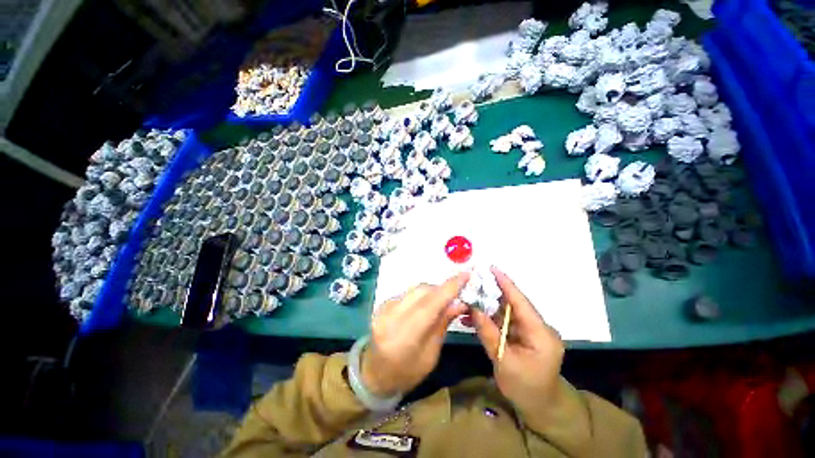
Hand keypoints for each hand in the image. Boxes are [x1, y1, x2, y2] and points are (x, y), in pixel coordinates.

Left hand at [361, 273, 469, 397]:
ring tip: (444, 299)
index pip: (431, 304)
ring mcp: (384, 308)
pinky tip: (427, 304)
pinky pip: (408, 293)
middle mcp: (391, 317)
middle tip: (458, 292)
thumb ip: (442, 325)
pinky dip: (421, 295)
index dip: (449, 288)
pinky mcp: (382, 304)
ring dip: (433, 291)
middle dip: (442, 289)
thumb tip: (460, 302)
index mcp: (404, 337)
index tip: (466, 275)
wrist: (374, 373)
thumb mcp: (431, 356)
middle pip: (422, 292)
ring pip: (415, 289)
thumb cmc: (406, 373)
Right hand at [471, 267, 564, 427]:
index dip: (506, 284)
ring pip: (507, 311)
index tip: (491, 268)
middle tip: (473, 281)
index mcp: (540, 333)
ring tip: (468, 298)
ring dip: (488, 305)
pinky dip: (490, 318)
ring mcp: (531, 331)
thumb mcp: (504, 362)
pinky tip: (474, 317)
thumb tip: (473, 308)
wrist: (540, 407)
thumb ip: (489, 334)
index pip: (521, 302)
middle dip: (492, 292)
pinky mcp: (523, 335)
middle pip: (513, 304)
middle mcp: (538, 327)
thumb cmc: (526, 389)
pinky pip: (505, 321)